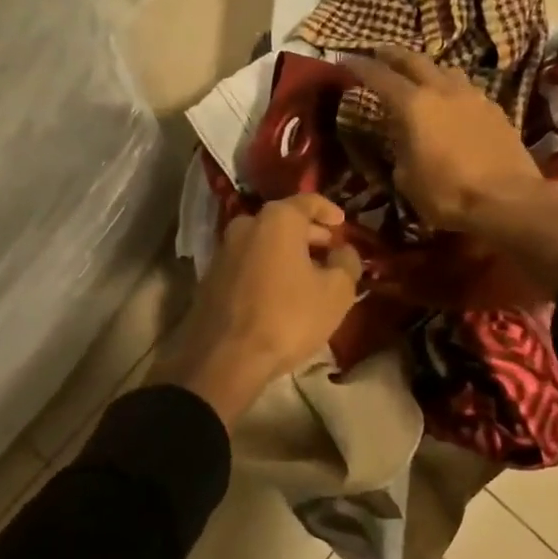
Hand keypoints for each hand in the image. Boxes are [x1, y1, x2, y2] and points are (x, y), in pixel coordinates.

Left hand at [154, 194, 363, 425]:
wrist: (224, 358)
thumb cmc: (288, 317)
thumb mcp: (336, 292)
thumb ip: (347, 263)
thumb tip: (344, 251)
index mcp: (277, 219)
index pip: (309, 201)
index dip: (329, 210)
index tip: (342, 223)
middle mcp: (246, 224)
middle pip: (284, 221)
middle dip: (309, 234)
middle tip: (329, 250)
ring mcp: (223, 250)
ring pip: (264, 242)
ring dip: (286, 252)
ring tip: (308, 274)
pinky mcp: (210, 276)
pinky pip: (248, 262)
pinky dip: (267, 267)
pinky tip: (280, 291)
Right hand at [347, 46, 557, 296]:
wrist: (508, 200)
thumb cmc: (448, 193)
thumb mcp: (406, 177)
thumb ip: (399, 148)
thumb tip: (401, 137)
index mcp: (413, 105)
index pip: (379, 77)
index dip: (359, 66)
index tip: (345, 60)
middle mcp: (441, 90)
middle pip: (413, 60)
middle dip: (392, 54)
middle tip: (378, 52)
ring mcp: (472, 96)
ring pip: (444, 69)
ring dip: (426, 67)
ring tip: (417, 74)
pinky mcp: (494, 108)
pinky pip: (465, 87)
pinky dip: (450, 86)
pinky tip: (449, 99)